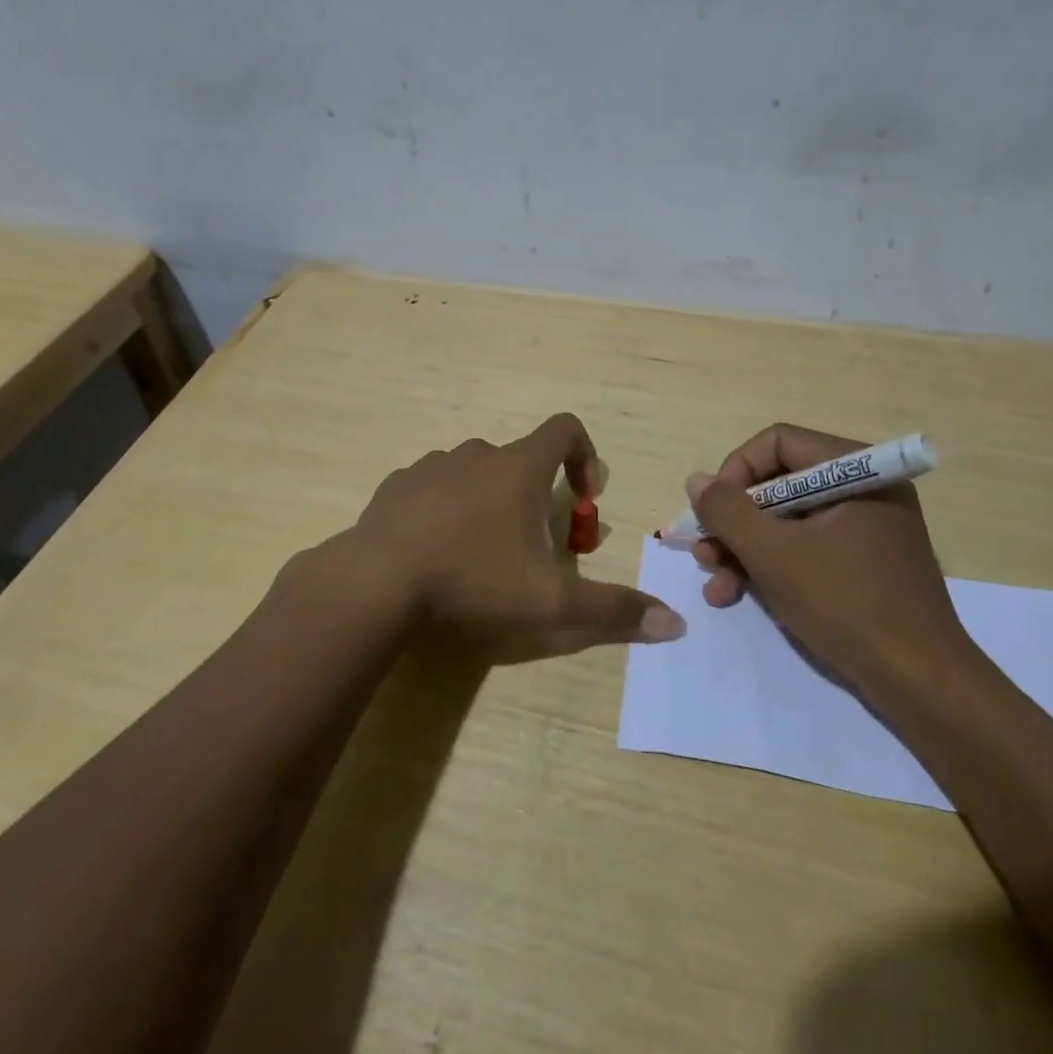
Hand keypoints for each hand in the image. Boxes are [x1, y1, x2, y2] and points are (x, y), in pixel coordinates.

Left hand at [348, 412, 686, 655]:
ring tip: (482, 556)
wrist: (377, 582)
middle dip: (537, 498)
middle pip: (522, 461)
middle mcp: (478, 454)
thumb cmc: (474, 579)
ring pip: (476, 475)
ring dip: (490, 504)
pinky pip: (434, 489)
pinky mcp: (396, 487)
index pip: (566, 429)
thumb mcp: (552, 602)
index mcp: (519, 467)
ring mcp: (432, 466)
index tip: (584, 500)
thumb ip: (613, 610)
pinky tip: (436, 554)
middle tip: (534, 551)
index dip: (586, 457)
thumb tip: (676, 623)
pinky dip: (446, 511)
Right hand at [686, 424, 979, 704]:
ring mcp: (865, 529)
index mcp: (857, 471)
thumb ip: (728, 512)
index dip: (736, 471)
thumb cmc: (848, 605)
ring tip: (715, 584)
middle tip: (703, 553)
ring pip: (786, 521)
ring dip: (744, 549)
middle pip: (778, 484)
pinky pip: (805, 548)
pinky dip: (771, 567)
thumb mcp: (775, 555)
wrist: (922, 685)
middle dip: (734, 522)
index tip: (711, 512)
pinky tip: (737, 594)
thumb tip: (697, 480)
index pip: (778, 443)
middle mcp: (863, 490)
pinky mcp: (862, 564)